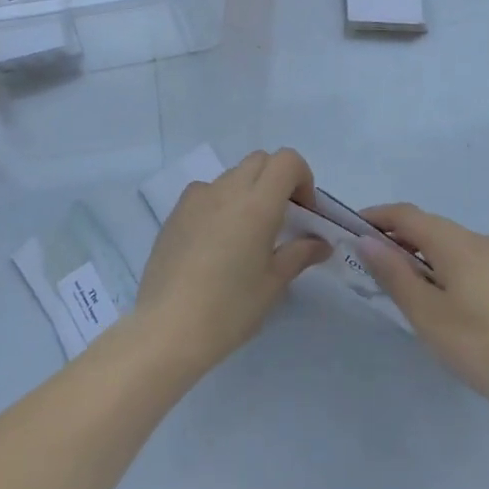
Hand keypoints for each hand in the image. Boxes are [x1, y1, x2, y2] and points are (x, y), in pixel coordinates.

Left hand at [135, 149, 331, 376]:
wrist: (167, 327)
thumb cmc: (229, 308)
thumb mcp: (273, 284)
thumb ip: (299, 254)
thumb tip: (320, 243)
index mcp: (257, 203)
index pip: (287, 161)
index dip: (302, 178)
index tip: (303, 212)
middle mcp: (226, 189)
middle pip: (260, 161)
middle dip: (277, 181)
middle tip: (281, 221)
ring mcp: (197, 197)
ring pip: (232, 175)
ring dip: (248, 190)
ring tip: (246, 234)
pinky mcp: (176, 211)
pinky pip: (206, 192)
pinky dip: (221, 202)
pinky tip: (216, 242)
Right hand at [356, 204, 488, 433]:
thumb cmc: (480, 345)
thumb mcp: (426, 313)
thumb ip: (393, 273)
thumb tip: (367, 240)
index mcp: (454, 241)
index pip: (406, 214)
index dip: (377, 217)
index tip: (352, 229)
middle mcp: (479, 240)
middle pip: (430, 226)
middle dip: (398, 237)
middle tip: (374, 262)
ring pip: (452, 244)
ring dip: (423, 254)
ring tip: (407, 285)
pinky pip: (471, 260)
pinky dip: (448, 267)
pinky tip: (447, 299)